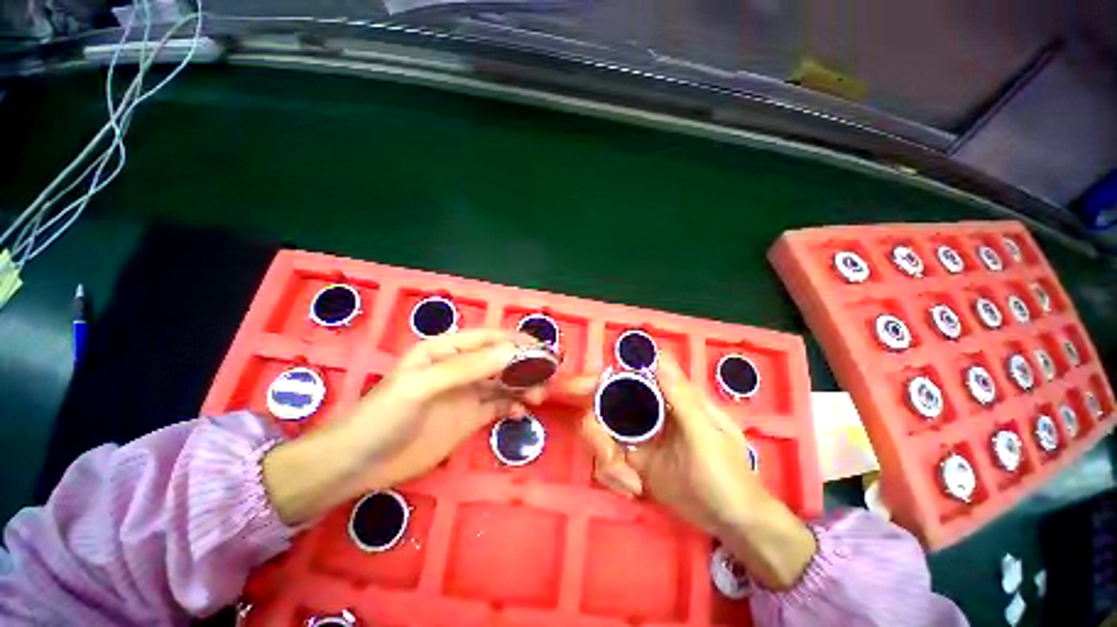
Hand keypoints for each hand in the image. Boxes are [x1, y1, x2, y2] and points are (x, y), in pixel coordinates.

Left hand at [339, 329, 545, 489]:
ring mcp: (466, 393)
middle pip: (501, 360)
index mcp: (447, 349)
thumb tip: (512, 353)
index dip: (518, 342)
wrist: (358, 464)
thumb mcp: (423, 386)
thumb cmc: (384, 416)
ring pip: (504, 383)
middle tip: (549, 377)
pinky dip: (513, 407)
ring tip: (539, 397)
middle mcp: (460, 367)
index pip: (490, 339)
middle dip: (526, 365)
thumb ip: (467, 368)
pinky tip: (521, 414)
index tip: (544, 352)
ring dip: (524, 387)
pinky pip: (498, 406)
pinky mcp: (469, 417)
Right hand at [572, 353, 816, 589]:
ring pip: (600, 435)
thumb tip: (658, 354)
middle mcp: (646, 412)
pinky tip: (634, 489)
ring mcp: (637, 437)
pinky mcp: (632, 461)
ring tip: (631, 484)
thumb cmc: (728, 474)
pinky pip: (606, 460)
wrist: (734, 521)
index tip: (573, 388)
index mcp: (665, 398)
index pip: (624, 378)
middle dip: (596, 433)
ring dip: (607, 461)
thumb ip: (680, 395)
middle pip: (602, 408)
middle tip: (611, 459)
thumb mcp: (705, 434)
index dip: (596, 379)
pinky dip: (613, 475)